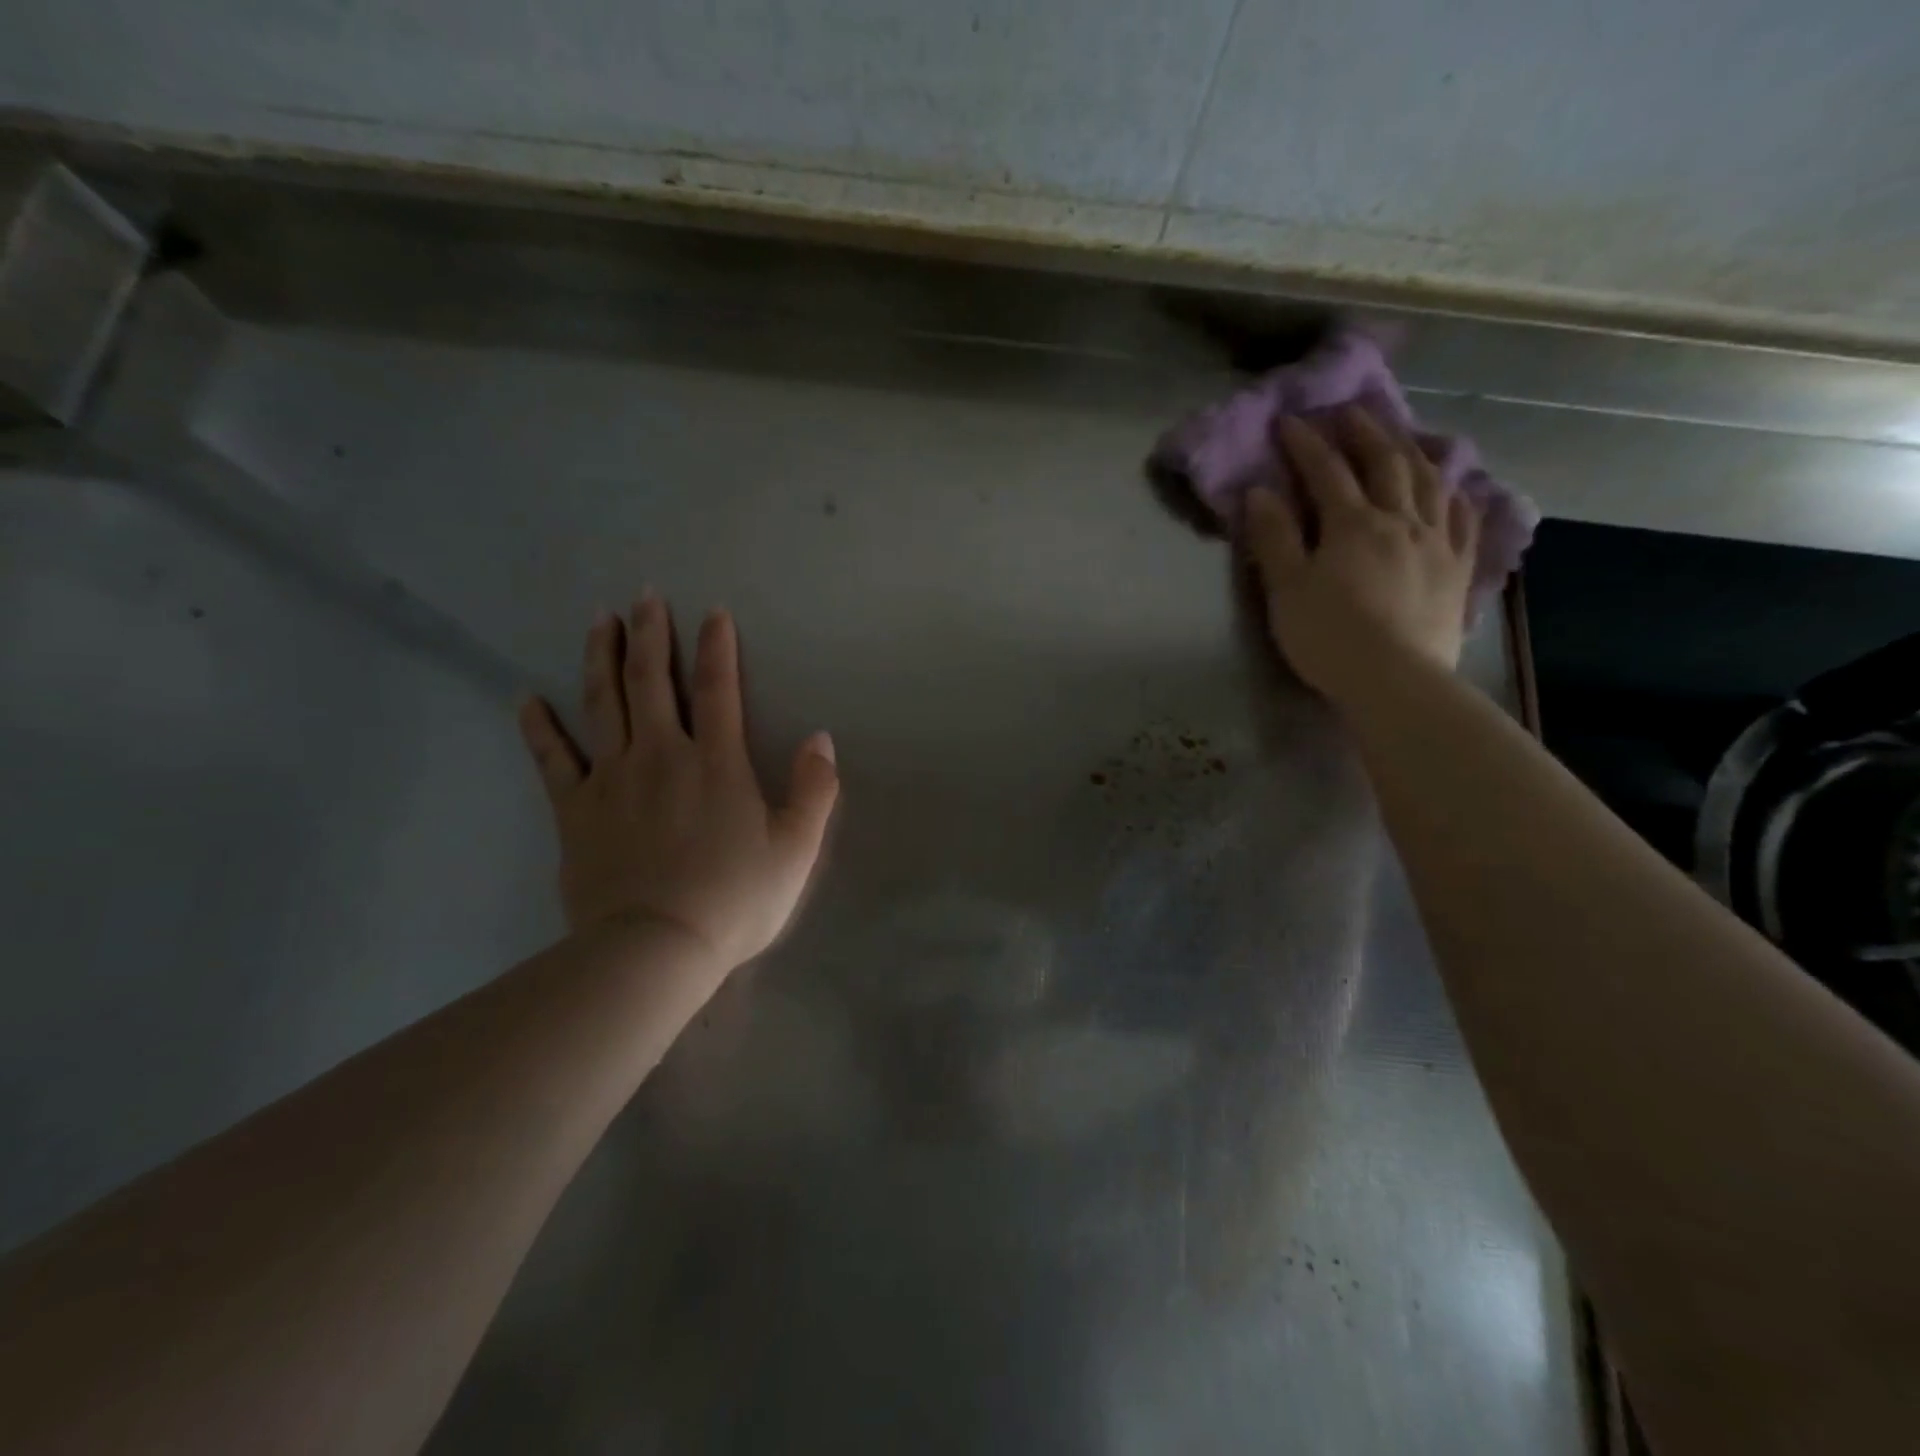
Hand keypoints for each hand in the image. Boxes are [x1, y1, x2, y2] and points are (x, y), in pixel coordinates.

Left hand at [516, 596, 839, 973]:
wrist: (655, 948)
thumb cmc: (734, 900)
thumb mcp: (796, 849)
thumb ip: (814, 790)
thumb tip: (821, 739)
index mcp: (716, 763)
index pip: (717, 689)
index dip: (717, 647)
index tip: (713, 612)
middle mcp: (661, 756)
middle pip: (651, 682)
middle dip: (650, 634)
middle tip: (643, 596)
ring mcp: (611, 779)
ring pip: (602, 703)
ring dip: (601, 657)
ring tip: (599, 620)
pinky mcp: (575, 810)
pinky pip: (553, 758)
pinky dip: (539, 726)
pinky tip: (527, 698)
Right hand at [1245, 408, 1479, 708]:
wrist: (1395, 680)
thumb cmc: (1329, 636)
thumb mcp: (1286, 589)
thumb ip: (1274, 538)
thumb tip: (1260, 492)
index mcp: (1351, 524)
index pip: (1326, 472)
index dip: (1306, 444)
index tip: (1290, 420)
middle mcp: (1400, 520)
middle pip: (1386, 464)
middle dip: (1365, 433)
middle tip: (1350, 412)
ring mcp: (1437, 542)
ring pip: (1431, 482)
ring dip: (1414, 452)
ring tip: (1403, 438)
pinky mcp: (1458, 569)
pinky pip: (1465, 519)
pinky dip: (1457, 494)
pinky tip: (1453, 487)